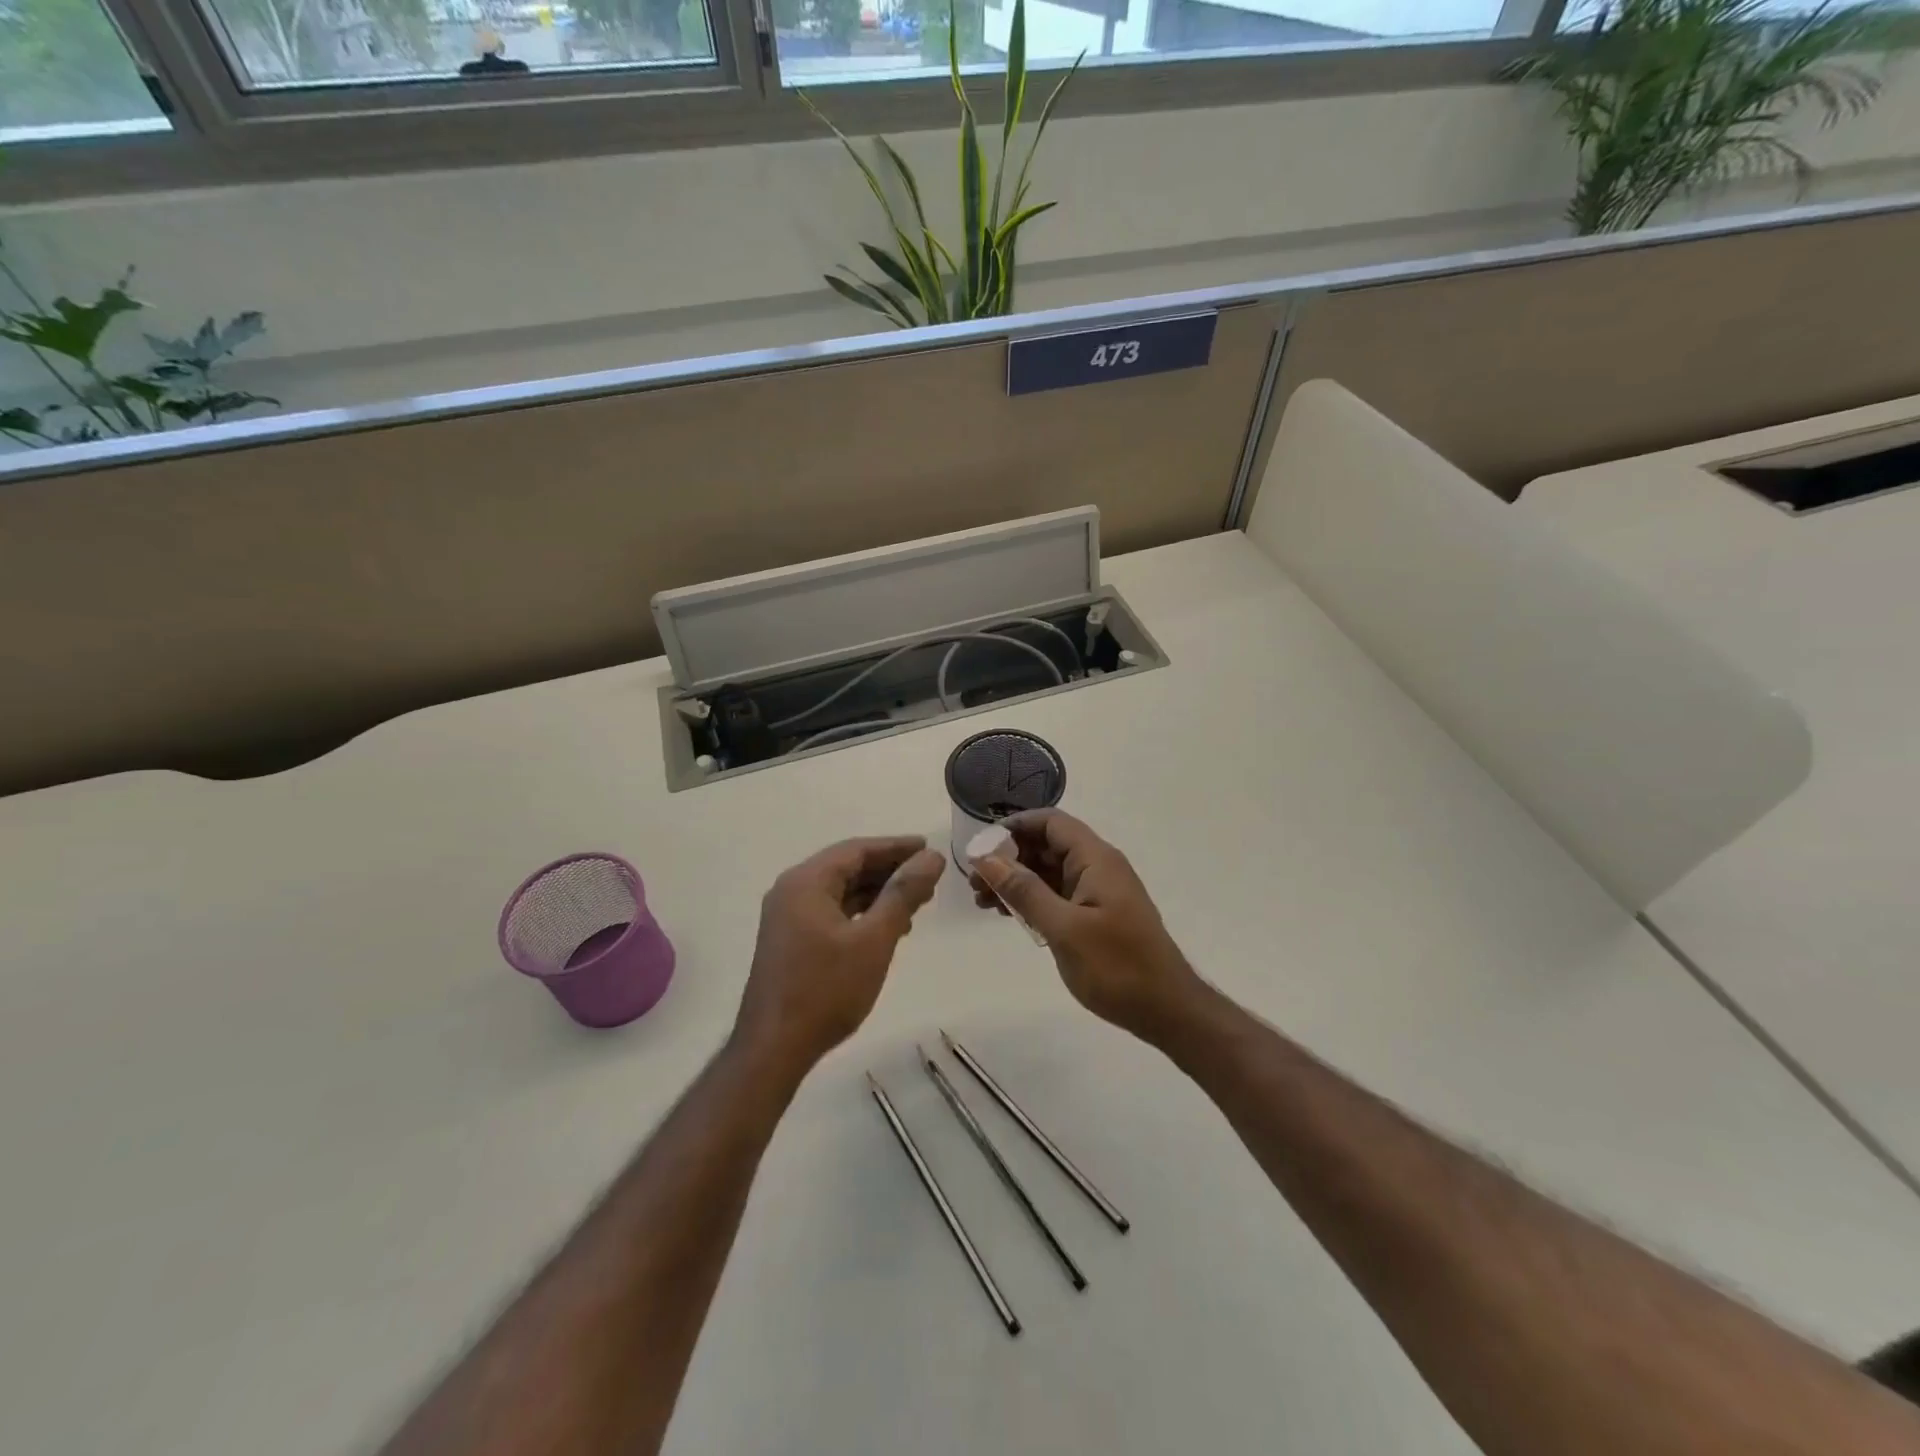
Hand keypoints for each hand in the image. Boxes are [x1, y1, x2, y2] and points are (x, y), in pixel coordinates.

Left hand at [733, 836, 945, 1080]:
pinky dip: (861, 913)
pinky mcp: (790, 940)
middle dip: (890, 870)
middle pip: (848, 867)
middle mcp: (792, 890)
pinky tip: (888, 928)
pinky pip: (831, 912)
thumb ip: (903, 893)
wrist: (774, 1048)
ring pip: (841, 891)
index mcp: (806, 882)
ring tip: (917, 903)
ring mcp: (787, 917)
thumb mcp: (874, 939)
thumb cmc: (826, 989)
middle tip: (929, 878)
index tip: (930, 849)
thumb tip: (932, 857)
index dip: (896, 847)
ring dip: (877, 893)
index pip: (857, 850)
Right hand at [970, 809, 1203, 1043]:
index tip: (981, 847)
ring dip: (1015, 881)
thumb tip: (987, 858)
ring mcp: (1096, 892)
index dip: (1014, 827)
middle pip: (1046, 845)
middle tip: (974, 882)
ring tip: (982, 901)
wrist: (1166, 1010)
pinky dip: (1031, 900)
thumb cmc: (1117, 966)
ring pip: (1048, 872)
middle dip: (1008, 857)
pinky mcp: (1094, 915)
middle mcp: (1096, 867)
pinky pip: (1056, 895)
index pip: (1050, 822)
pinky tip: (1007, 915)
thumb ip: (1024, 891)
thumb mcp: (1064, 928)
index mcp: (1095, 859)